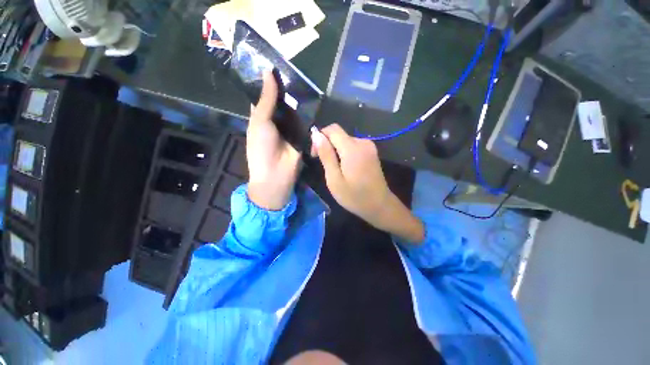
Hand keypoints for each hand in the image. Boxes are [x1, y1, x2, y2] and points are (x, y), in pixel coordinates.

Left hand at [246, 72, 300, 209]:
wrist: (277, 174)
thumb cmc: (261, 148)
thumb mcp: (260, 122)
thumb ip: (266, 99)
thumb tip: (268, 72)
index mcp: (262, 117)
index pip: (266, 96)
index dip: (270, 83)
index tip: (278, 65)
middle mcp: (277, 122)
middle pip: (284, 103)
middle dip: (289, 91)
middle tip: (299, 72)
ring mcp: (291, 130)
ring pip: (296, 112)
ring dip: (301, 102)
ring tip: (309, 83)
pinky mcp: (303, 137)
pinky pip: (306, 124)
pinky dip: (309, 116)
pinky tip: (315, 102)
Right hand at [311, 124, 424, 242]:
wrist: (380, 206)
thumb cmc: (354, 196)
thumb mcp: (334, 179)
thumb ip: (326, 155)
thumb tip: (316, 134)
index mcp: (352, 148)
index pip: (332, 129)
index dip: (320, 137)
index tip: (315, 154)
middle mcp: (362, 142)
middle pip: (339, 134)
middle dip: (327, 145)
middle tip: (324, 166)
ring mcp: (369, 146)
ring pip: (345, 140)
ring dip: (336, 150)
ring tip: (335, 170)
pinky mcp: (372, 152)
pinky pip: (353, 146)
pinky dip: (345, 153)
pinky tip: (346, 168)